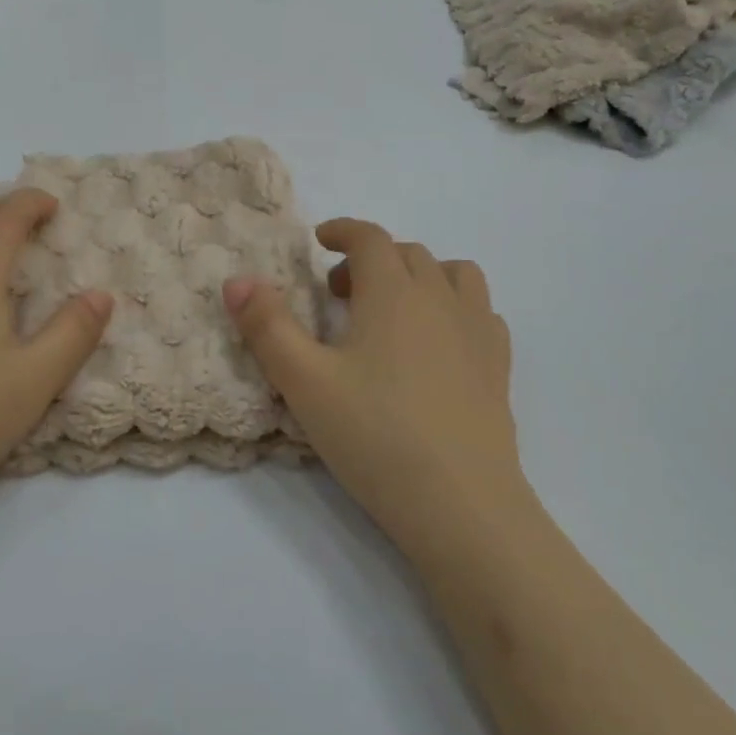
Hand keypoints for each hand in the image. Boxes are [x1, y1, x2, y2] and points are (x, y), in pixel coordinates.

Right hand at [223, 219, 520, 547]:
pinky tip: (439, 343)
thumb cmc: (375, 434)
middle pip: (408, 254)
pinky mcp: (499, 366)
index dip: (342, 231)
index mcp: (393, 292)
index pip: (370, 238)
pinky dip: (455, 308)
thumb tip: (237, 281)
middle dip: (371, 259)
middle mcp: (440, 298)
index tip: (321, 240)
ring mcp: (477, 331)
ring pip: (454, 275)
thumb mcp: (304, 381)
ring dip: (421, 275)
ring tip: (395, 309)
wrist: (461, 503)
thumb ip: (267, 326)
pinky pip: (480, 312)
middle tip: (340, 294)